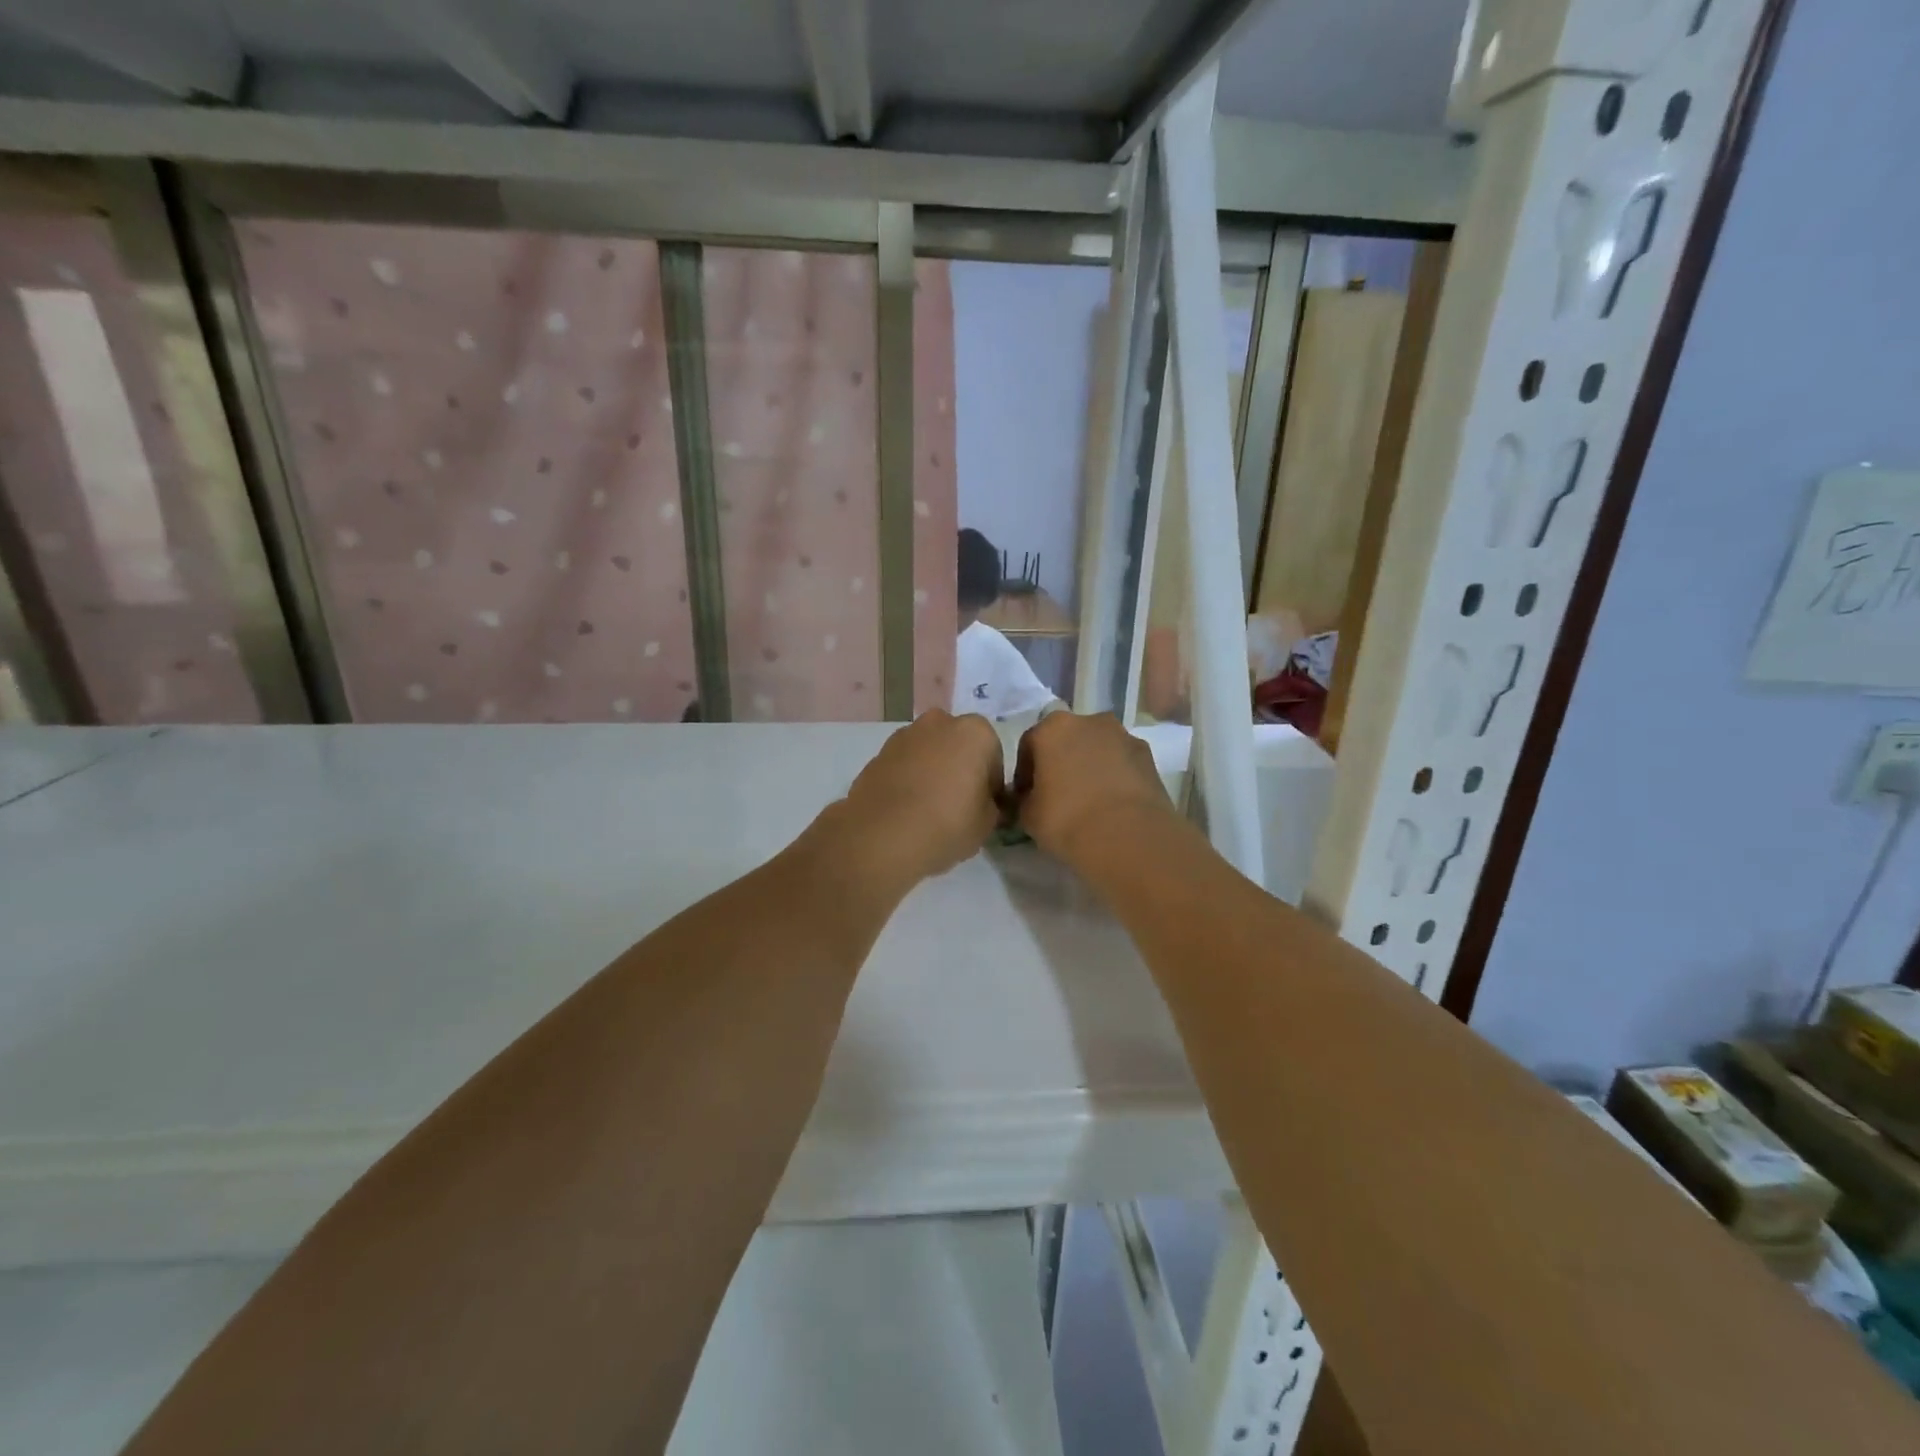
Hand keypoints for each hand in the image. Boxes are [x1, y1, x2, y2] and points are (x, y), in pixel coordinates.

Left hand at [836, 710, 1004, 886]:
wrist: (882, 836)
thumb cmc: (948, 824)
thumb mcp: (988, 823)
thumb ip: (991, 805)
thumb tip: (982, 802)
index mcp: (975, 731)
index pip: (993, 756)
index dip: (991, 784)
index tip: (984, 807)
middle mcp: (940, 722)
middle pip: (959, 746)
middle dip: (960, 768)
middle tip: (958, 805)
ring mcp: (905, 735)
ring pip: (929, 752)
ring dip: (933, 771)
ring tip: (928, 809)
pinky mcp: (878, 752)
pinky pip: (905, 764)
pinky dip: (909, 779)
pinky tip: (906, 808)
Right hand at [1013, 712, 1177, 869]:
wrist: (1128, 836)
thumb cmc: (1067, 819)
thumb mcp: (1028, 815)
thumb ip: (1024, 799)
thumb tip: (1030, 799)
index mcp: (1052, 727)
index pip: (1029, 745)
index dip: (1024, 773)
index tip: (1026, 796)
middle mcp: (1089, 720)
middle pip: (1067, 740)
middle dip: (1060, 762)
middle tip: (1057, 795)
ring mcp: (1123, 735)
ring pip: (1097, 749)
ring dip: (1090, 766)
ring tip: (1088, 801)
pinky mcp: (1148, 755)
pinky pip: (1121, 763)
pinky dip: (1114, 776)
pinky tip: (1111, 804)